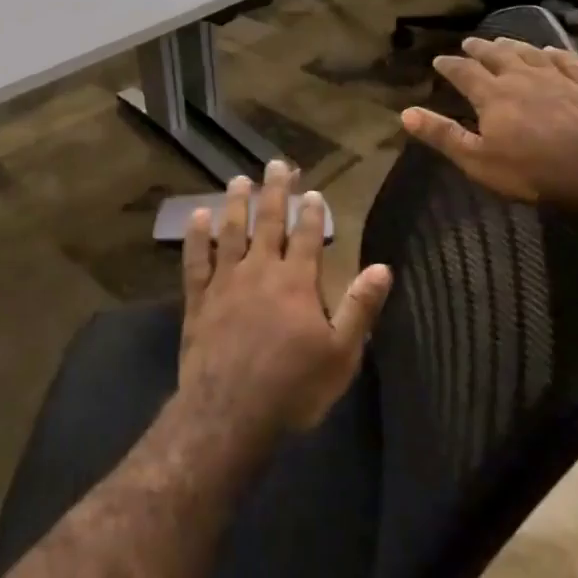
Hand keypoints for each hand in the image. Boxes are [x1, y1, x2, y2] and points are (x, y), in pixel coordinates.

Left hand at [181, 159, 392, 433]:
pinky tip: (197, 216)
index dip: (311, 212)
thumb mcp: (341, 354)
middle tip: (276, 165)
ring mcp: (225, 282)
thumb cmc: (293, 387)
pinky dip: (196, 236)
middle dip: (275, 192)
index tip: (313, 190)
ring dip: (236, 203)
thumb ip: (360, 308)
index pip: (306, 237)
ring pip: (231, 232)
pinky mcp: (198, 299)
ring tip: (239, 179)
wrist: (230, 412)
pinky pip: (196, 259)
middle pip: (269, 223)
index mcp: (296, 282)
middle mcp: (260, 271)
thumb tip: (381, 267)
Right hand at [401, 36, 577, 207]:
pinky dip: (554, 53)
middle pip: (496, 55)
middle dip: (479, 48)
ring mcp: (555, 78)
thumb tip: (405, 113)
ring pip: (529, 52)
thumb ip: (443, 135)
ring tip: (502, 40)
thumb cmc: (532, 168)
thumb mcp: (478, 159)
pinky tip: (550, 51)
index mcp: (492, 95)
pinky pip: (566, 61)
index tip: (438, 60)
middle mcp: (520, 77)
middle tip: (469, 42)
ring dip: (512, 45)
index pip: (464, 72)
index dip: (449, 65)